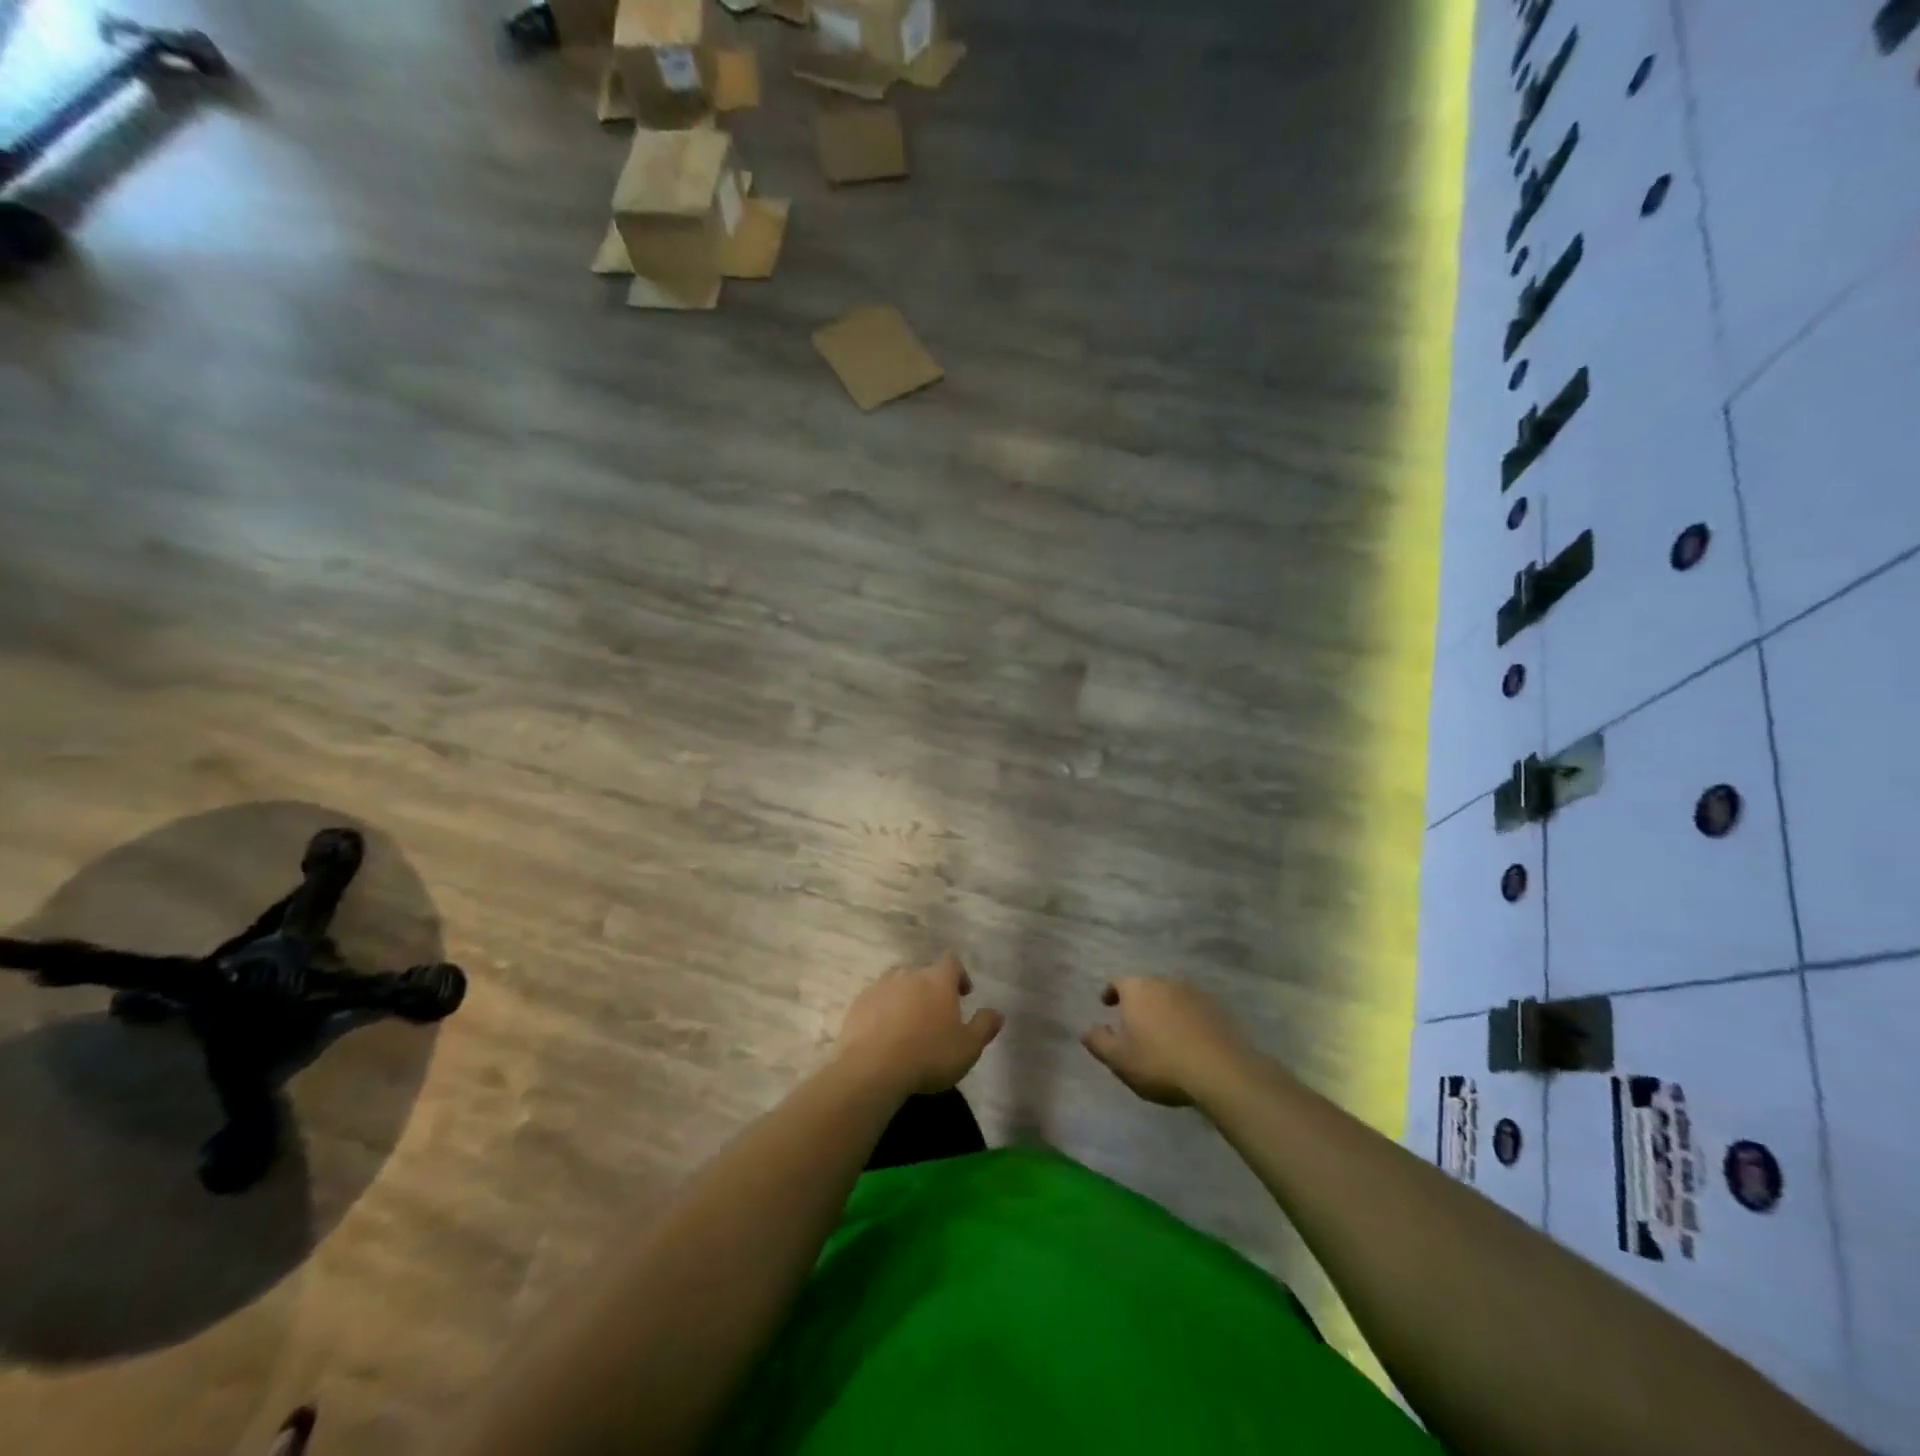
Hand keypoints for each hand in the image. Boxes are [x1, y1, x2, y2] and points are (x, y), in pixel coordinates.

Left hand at [837, 953, 1003, 1097]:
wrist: (873, 1068)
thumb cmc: (929, 1055)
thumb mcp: (968, 1047)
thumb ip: (984, 1026)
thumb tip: (997, 1013)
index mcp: (937, 979)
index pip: (952, 962)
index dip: (959, 975)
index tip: (963, 994)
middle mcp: (909, 974)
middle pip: (923, 973)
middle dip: (931, 989)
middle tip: (936, 1015)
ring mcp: (880, 986)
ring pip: (897, 985)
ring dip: (905, 999)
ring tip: (908, 1025)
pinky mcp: (858, 1003)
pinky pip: (876, 1001)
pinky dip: (882, 1012)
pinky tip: (884, 1034)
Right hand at [1082, 978, 1250, 1106]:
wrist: (1220, 1071)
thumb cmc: (1160, 1063)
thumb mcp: (1119, 1059)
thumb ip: (1099, 1042)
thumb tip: (1086, 1030)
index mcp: (1137, 989)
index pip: (1118, 982)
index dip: (1110, 992)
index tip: (1106, 1004)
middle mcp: (1165, 982)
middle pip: (1146, 987)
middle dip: (1139, 1002)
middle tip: (1135, 1023)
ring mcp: (1194, 993)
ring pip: (1171, 997)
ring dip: (1164, 1010)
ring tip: (1163, 1033)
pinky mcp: (1218, 1009)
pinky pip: (1194, 1010)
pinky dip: (1187, 1020)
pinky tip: (1188, 1040)